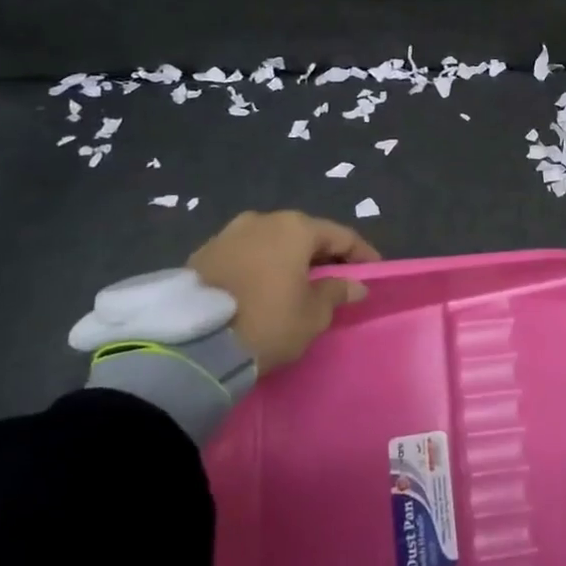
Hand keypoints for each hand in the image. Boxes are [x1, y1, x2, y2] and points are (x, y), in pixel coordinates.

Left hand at [188, 210, 380, 370]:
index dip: (361, 254)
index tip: (374, 271)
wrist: (192, 346)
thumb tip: (354, 285)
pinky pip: (244, 255)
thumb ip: (336, 293)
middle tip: (336, 277)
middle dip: (322, 254)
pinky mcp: (202, 254)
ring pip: (271, 242)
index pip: (340, 235)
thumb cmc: (267, 322)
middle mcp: (262, 220)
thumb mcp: (312, 315)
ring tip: (296, 283)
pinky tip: (262, 288)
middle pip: (303, 234)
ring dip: (287, 259)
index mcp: (295, 228)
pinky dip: (259, 267)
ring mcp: (228, 234)